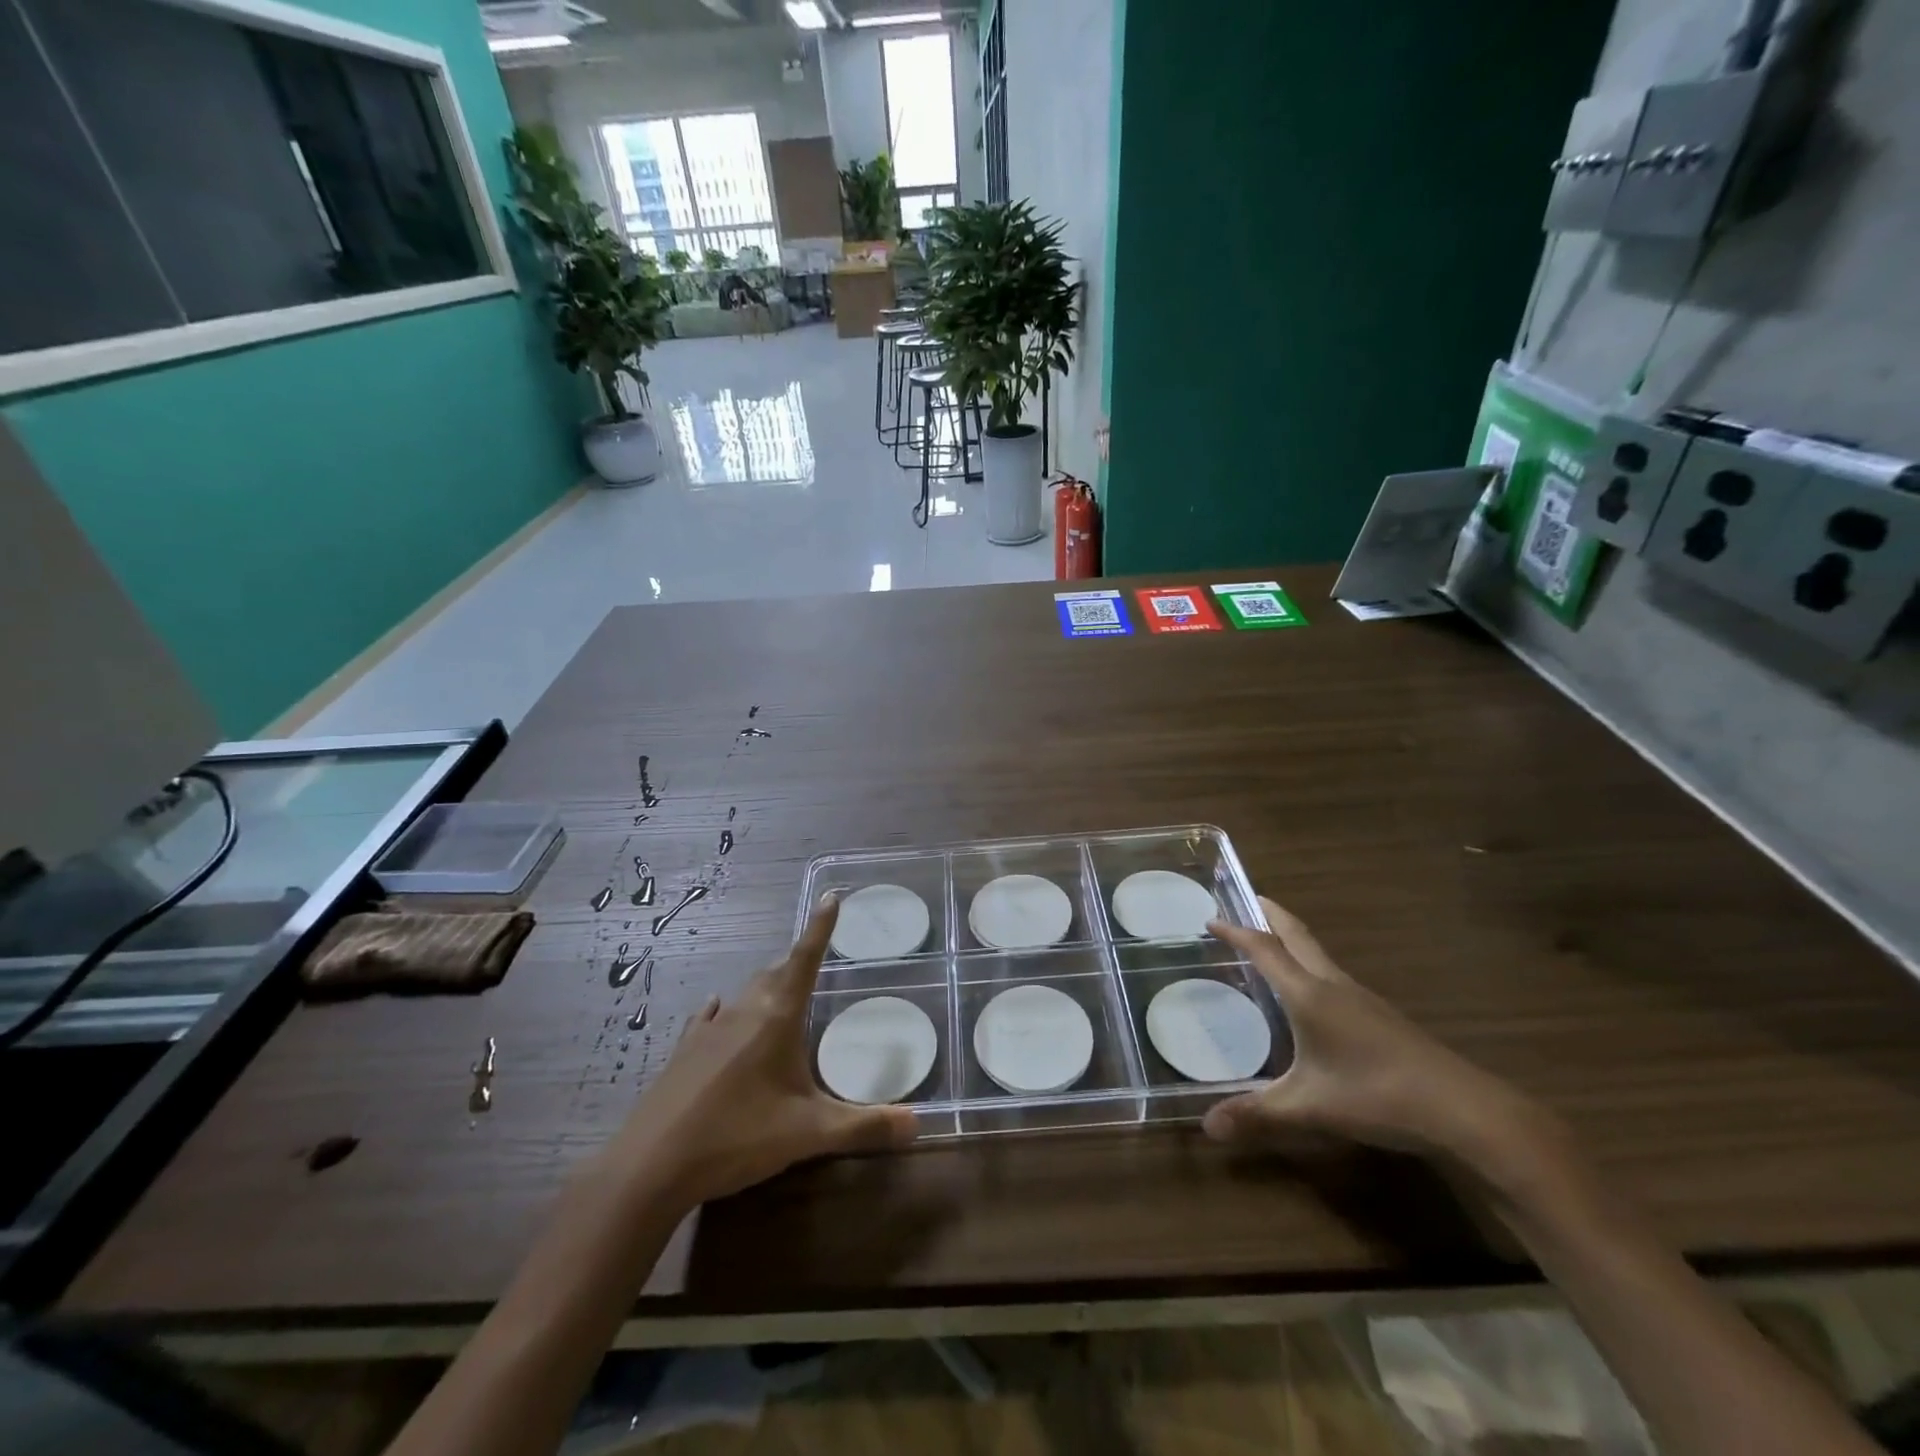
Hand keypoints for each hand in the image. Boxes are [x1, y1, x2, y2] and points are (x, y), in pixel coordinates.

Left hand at [604, 894, 918, 1207]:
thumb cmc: (738, 1137)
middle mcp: (743, 1011)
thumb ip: (864, 1126)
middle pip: (775, 973)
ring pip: (746, 993)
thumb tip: (917, 1124)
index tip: (832, 895)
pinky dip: (726, 1010)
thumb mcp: (808, 1134)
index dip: (821, 927)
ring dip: (767, 987)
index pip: (806, 958)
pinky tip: (719, 1010)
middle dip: (797, 962)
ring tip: (781, 993)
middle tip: (816, 960)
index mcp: (777, 1017)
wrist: (651, 1165)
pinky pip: (712, 1017)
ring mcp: (709, 1028)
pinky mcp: (684, 1050)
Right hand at [1203, 896, 1566, 1189]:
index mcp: (1309, 995)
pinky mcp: (1381, 1016)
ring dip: (1292, 939)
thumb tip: (1207, 1127)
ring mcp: (1362, 998)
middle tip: (1249, 899)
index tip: (1211, 920)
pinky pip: (1333, 975)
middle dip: (1271, 915)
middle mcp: (1333, 985)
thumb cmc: (1376, 1096)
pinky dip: (1310, 965)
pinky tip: (1312, 992)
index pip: (1265, 950)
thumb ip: (1257, 1114)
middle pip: (1297, 936)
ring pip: (1319, 954)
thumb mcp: (1309, 1108)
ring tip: (1273, 942)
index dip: (1236, 932)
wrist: (1462, 1109)